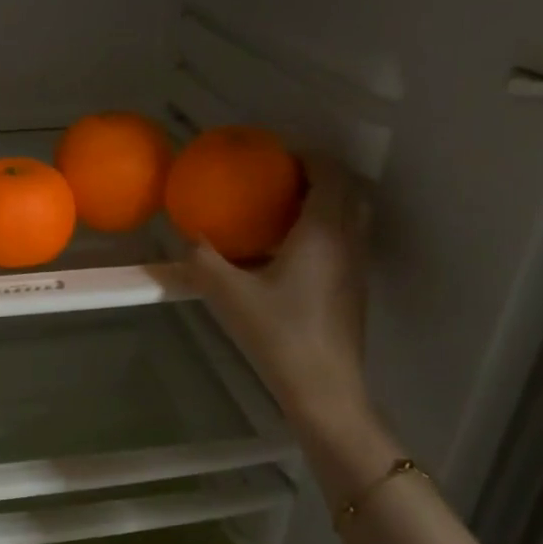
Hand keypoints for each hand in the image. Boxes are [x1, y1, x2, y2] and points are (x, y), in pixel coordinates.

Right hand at [186, 152, 373, 442]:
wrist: (323, 388)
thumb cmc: (278, 334)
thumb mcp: (228, 295)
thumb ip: (203, 260)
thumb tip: (186, 237)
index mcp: (324, 231)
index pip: (329, 172)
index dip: (307, 156)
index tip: (276, 156)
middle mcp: (348, 240)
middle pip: (345, 189)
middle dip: (315, 175)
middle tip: (277, 180)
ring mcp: (356, 266)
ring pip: (349, 216)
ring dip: (321, 203)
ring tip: (280, 211)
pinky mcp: (354, 288)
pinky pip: (344, 240)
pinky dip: (322, 230)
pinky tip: (287, 253)